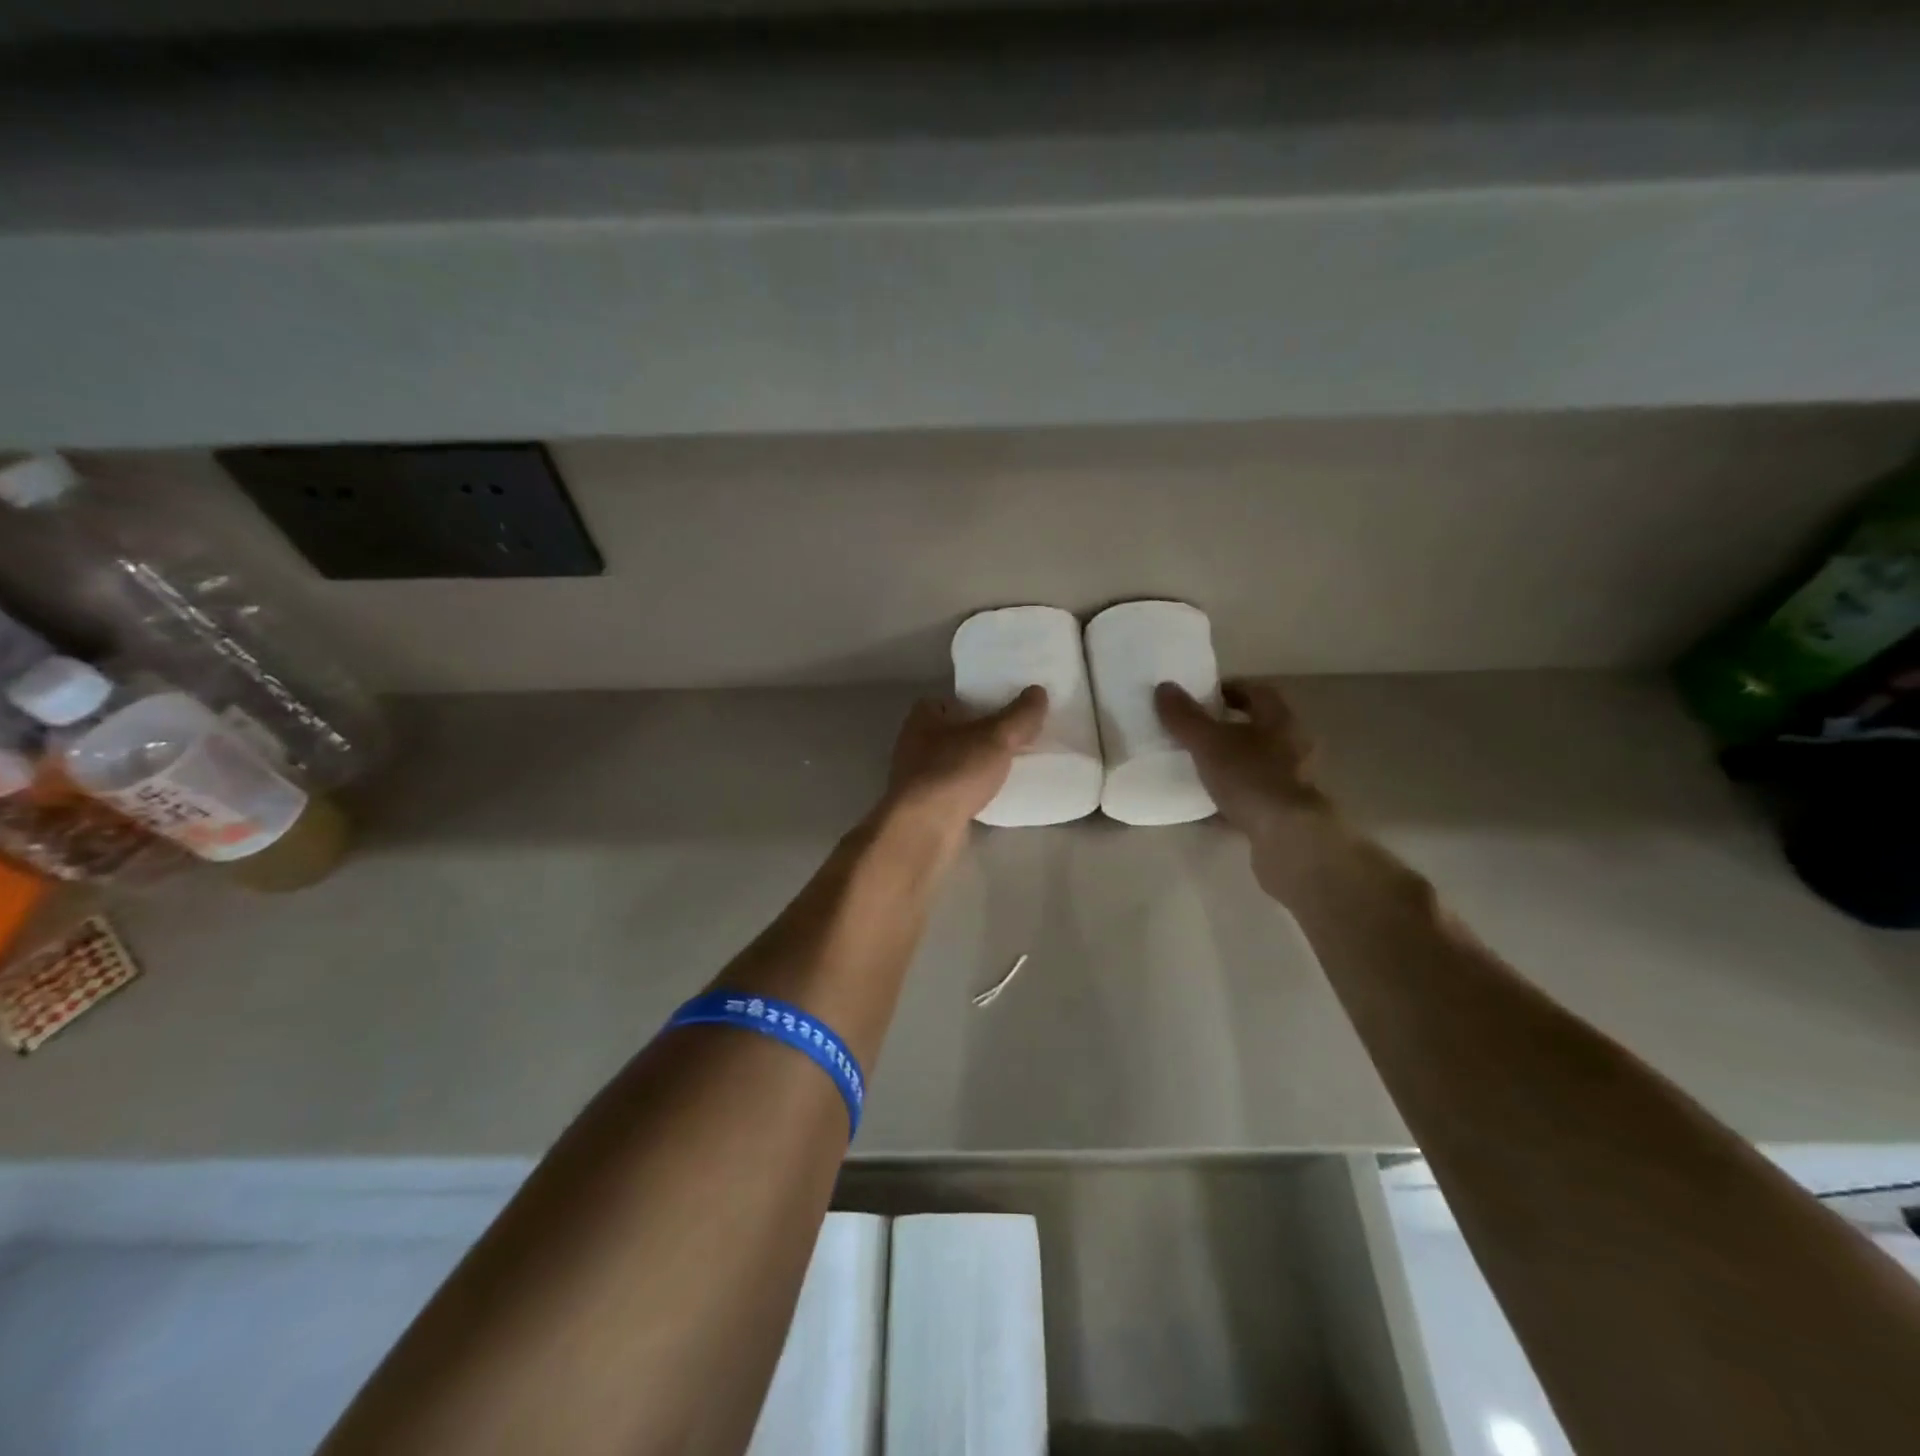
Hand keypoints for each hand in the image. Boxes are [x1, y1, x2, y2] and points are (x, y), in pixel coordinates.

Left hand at [881, 686, 1047, 836]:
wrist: (925, 827)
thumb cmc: (956, 770)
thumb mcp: (996, 737)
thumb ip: (1020, 715)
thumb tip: (1038, 691)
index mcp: (924, 716)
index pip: (951, 701)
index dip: (978, 703)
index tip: (1005, 712)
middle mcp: (914, 742)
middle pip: (955, 731)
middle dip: (981, 735)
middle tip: (1014, 739)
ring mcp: (917, 776)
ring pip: (954, 761)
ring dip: (976, 763)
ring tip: (1009, 766)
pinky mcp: (924, 804)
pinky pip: (954, 788)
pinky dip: (971, 788)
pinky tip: (992, 794)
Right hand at [1154, 679, 1330, 839]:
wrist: (1287, 837)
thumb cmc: (1251, 778)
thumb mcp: (1209, 743)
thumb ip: (1185, 717)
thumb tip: (1164, 687)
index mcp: (1280, 720)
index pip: (1256, 691)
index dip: (1228, 689)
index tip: (1200, 695)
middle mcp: (1292, 746)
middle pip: (1257, 728)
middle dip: (1226, 727)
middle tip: (1192, 730)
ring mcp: (1291, 781)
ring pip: (1255, 763)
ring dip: (1228, 762)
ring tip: (1195, 767)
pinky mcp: (1284, 812)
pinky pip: (1252, 796)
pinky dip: (1230, 797)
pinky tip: (1204, 806)